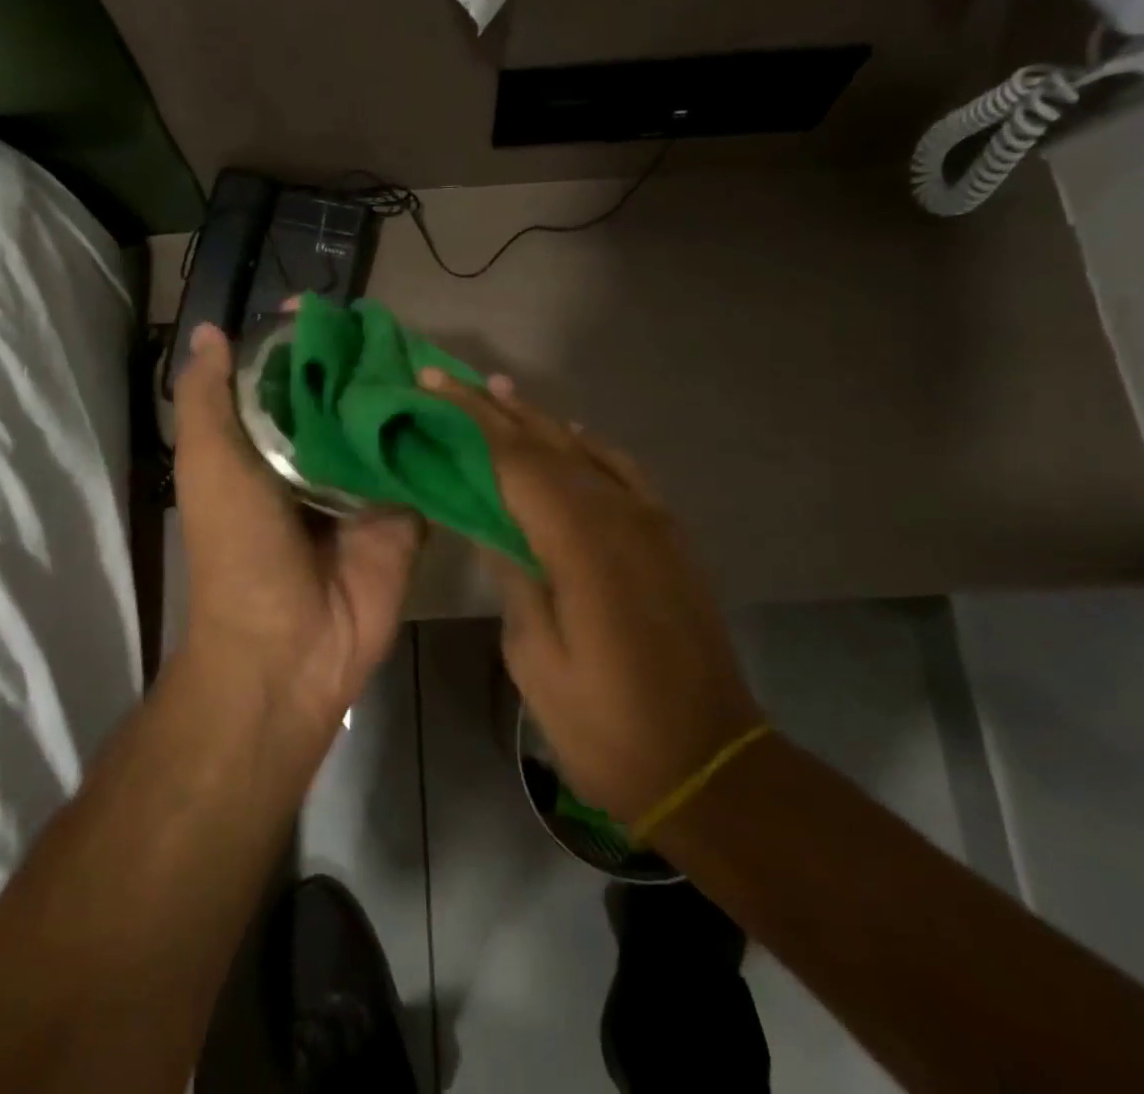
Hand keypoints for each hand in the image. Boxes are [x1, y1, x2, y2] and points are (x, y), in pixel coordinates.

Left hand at [172, 322, 422, 725]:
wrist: (288, 646)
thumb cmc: (239, 548)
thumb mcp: (209, 464)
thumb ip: (207, 400)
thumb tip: (207, 331)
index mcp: (268, 445)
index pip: (288, 379)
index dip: (301, 342)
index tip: (322, 306)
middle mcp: (318, 458)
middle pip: (345, 396)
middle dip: (363, 361)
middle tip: (393, 321)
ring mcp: (365, 485)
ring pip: (388, 425)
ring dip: (406, 393)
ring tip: (434, 347)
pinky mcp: (406, 513)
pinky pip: (425, 466)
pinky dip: (439, 437)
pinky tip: (465, 399)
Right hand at [421, 370, 761, 824]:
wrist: (710, 765)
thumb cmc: (606, 726)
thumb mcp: (536, 658)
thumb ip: (514, 576)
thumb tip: (491, 524)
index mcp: (582, 543)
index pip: (515, 460)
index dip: (470, 419)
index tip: (432, 384)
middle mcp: (622, 516)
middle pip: (549, 444)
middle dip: (497, 409)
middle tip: (452, 378)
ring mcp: (654, 524)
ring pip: (586, 451)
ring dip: (540, 420)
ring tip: (500, 393)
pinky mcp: (670, 539)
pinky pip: (623, 473)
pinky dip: (589, 447)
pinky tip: (571, 439)